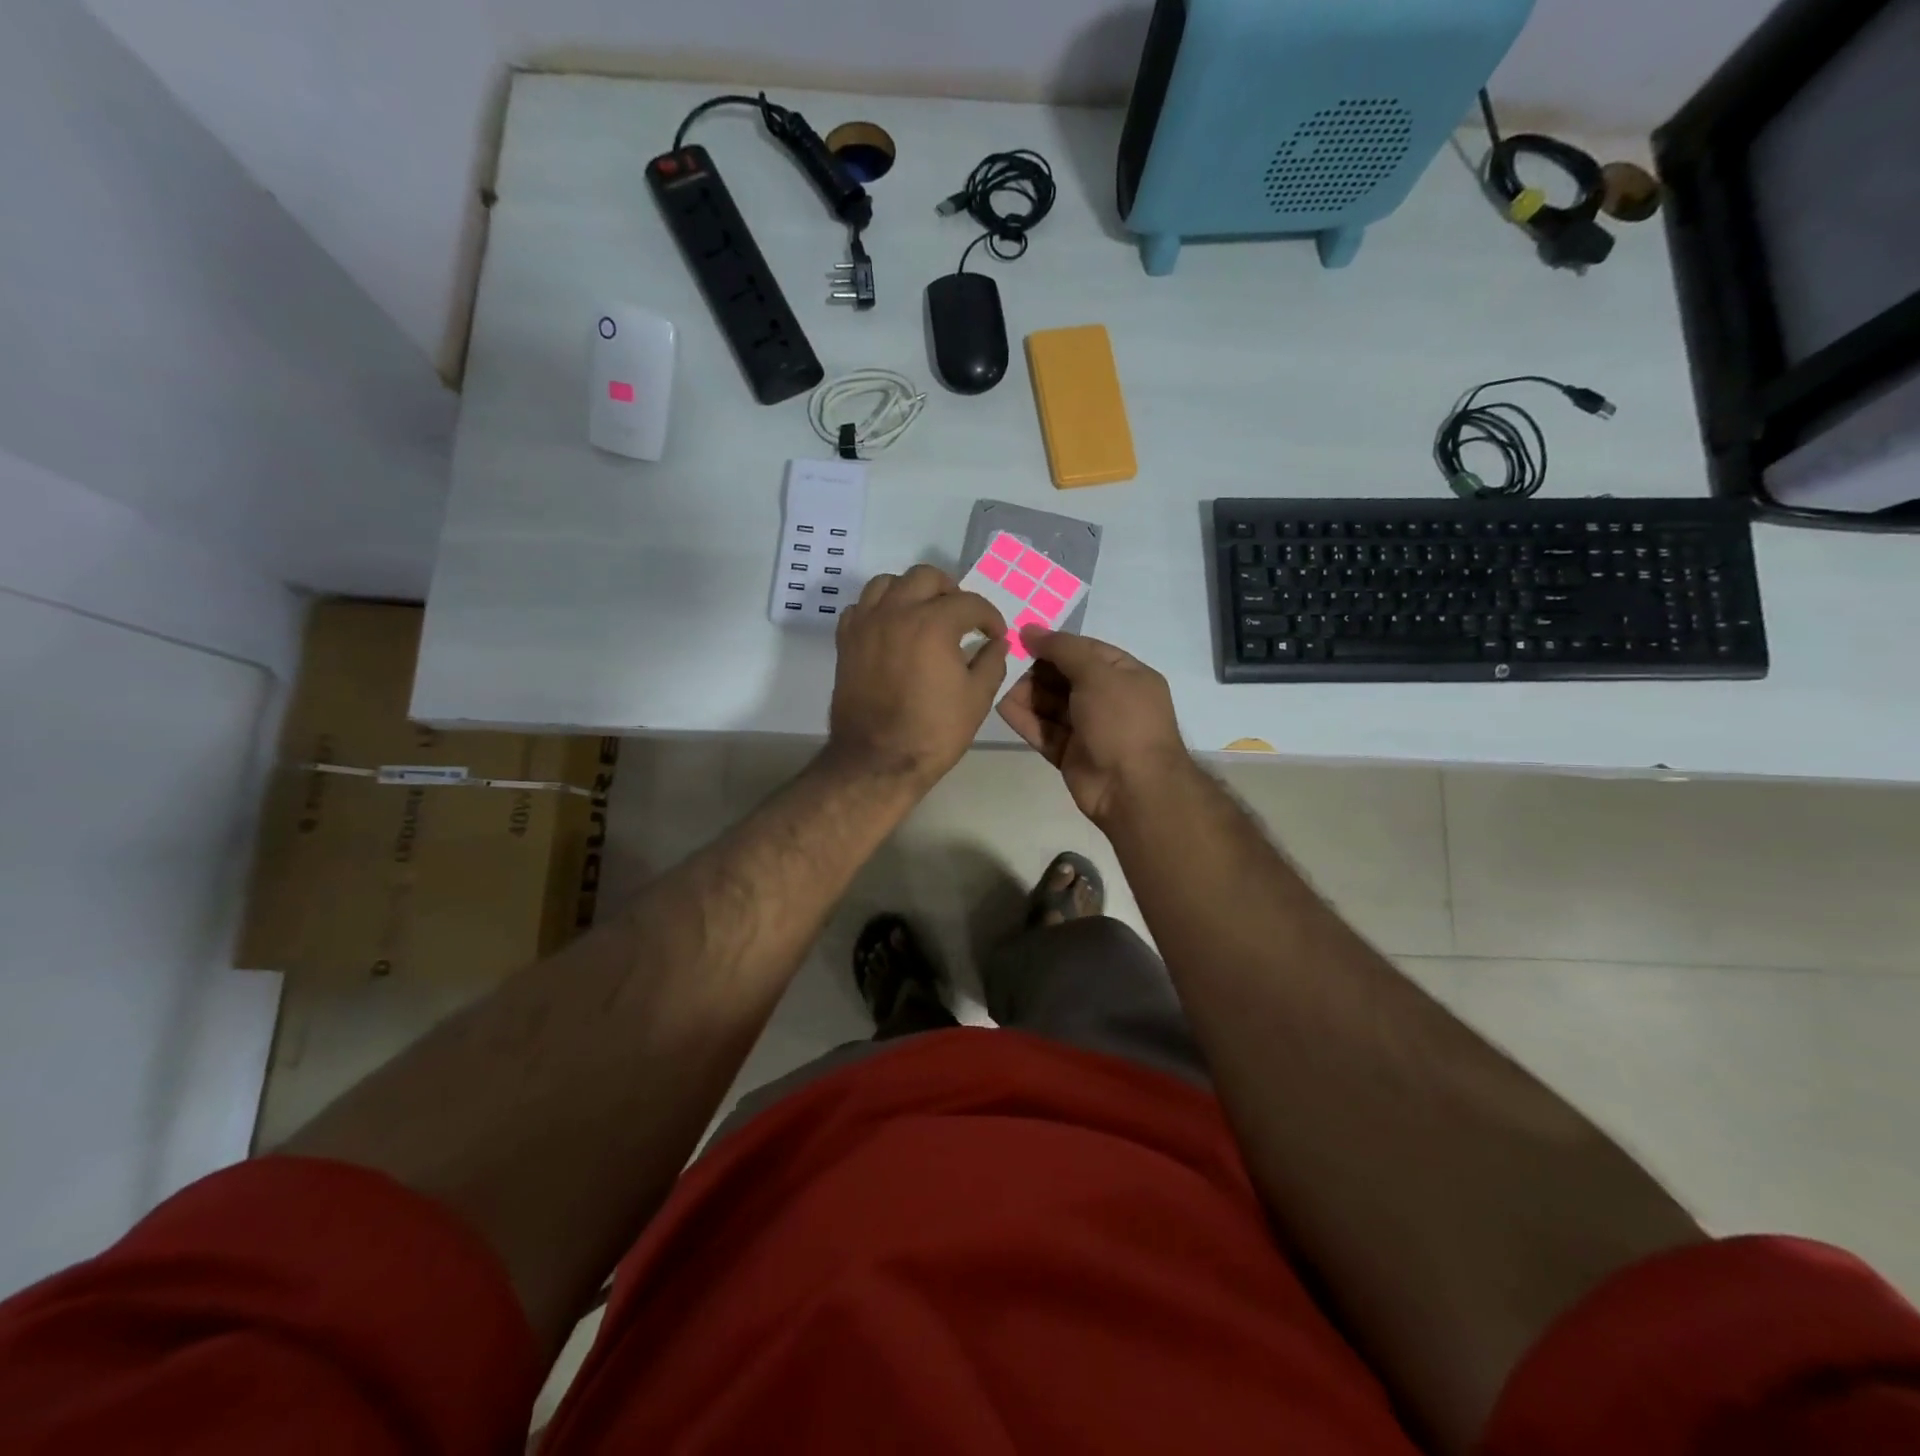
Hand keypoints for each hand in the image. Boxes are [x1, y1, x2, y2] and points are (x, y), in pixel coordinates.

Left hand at [828, 564, 1008, 789]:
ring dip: (910, 591)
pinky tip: (891, 629)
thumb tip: (996, 643)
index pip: (969, 603)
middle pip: (925, 577)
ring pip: (887, 583)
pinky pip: (860, 607)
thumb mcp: (977, 698)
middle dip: (950, 591)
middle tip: (961, 616)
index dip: (989, 617)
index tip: (995, 634)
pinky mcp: (846, 641)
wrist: (878, 760)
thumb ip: (991, 661)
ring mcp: (866, 624)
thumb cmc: (933, 732)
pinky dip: (878, 609)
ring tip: (923, 613)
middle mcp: (896, 612)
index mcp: (933, 624)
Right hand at [997, 628, 1192, 824]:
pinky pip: (1044, 730)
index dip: (1056, 643)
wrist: (1133, 788)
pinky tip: (1001, 705)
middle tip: (1005, 659)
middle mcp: (1109, 700)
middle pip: (1065, 677)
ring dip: (1027, 693)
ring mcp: (1089, 729)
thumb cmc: (1121, 721)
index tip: (1022, 637)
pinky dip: (1025, 719)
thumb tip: (1030, 629)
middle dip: (1037, 669)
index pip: (1087, 651)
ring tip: (998, 681)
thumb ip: (1063, 649)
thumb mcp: (1097, 674)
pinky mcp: (1070, 753)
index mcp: (1126, 676)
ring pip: (1052, 705)